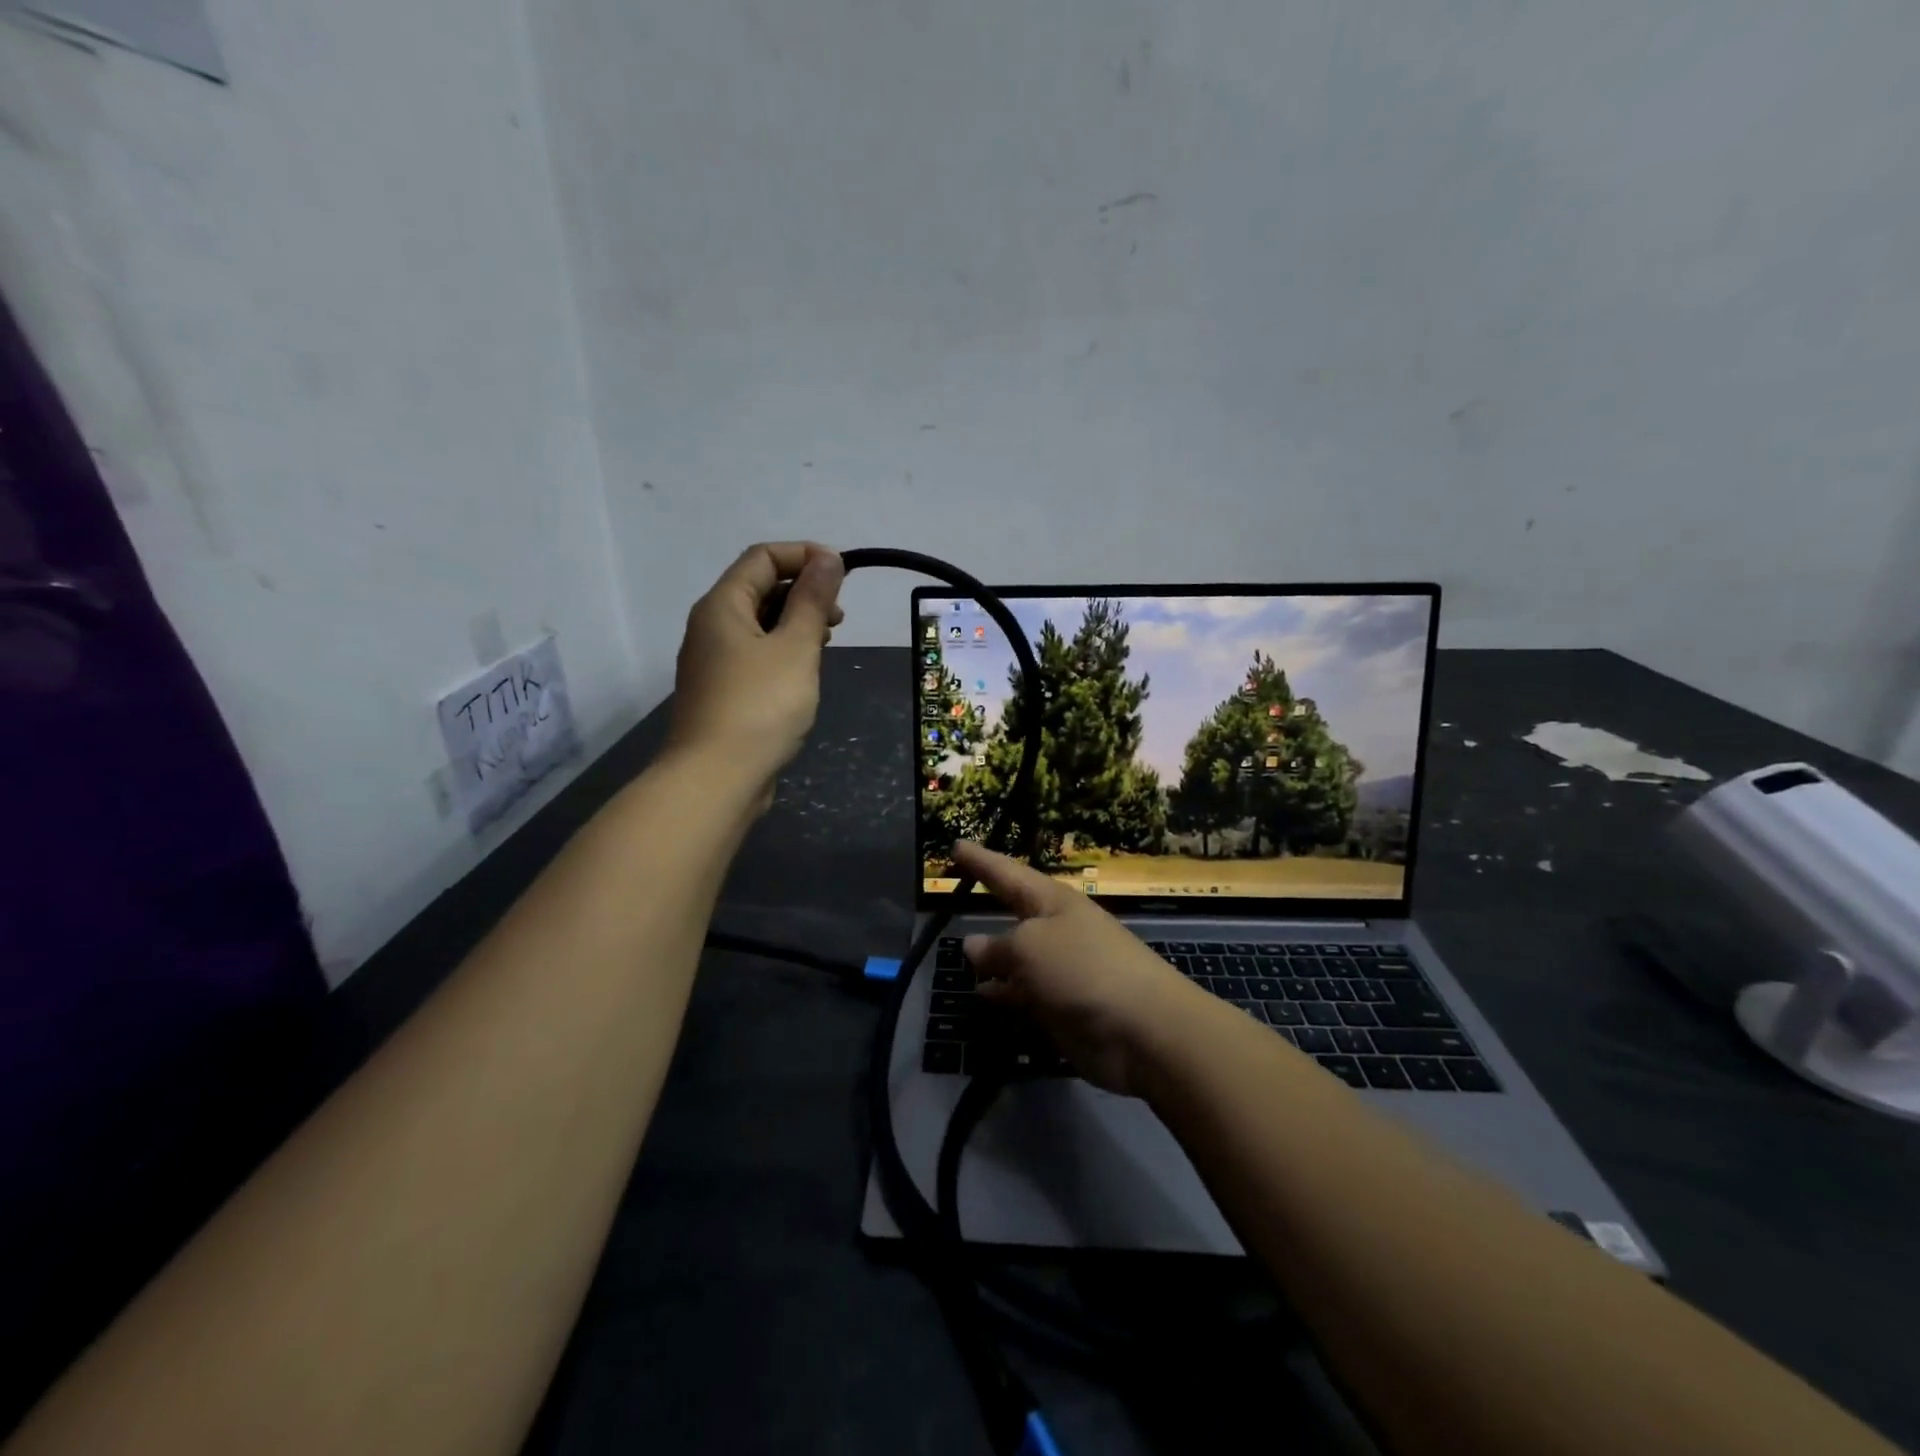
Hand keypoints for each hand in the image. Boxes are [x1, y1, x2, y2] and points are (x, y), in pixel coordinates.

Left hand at [669, 542, 844, 800]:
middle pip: (759, 588)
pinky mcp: (723, 691)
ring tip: (827, 642)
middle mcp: (711, 626)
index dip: (804, 555)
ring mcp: (713, 661)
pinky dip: (783, 650)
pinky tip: (804, 671)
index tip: (843, 573)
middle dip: (803, 591)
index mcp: (722, 606)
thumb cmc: (760, 706)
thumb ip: (813, 600)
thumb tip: (827, 557)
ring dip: (796, 622)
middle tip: (839, 616)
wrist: (716, 779)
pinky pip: (756, 654)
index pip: (763, 557)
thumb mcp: (796, 647)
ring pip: (759, 624)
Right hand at [956, 841, 1201, 1095]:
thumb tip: (973, 945)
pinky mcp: (1063, 1006)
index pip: (1008, 873)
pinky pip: (1024, 992)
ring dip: (992, 955)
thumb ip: (998, 947)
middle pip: (1015, 911)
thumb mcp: (1031, 948)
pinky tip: (981, 995)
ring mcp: (1061, 970)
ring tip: (959, 954)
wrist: (1143, 1030)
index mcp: (1053, 902)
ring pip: (1017, 955)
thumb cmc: (1084, 969)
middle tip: (958, 889)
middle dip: (990, 900)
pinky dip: (1003, 992)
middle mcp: (1057, 930)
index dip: (981, 860)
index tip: (956, 845)